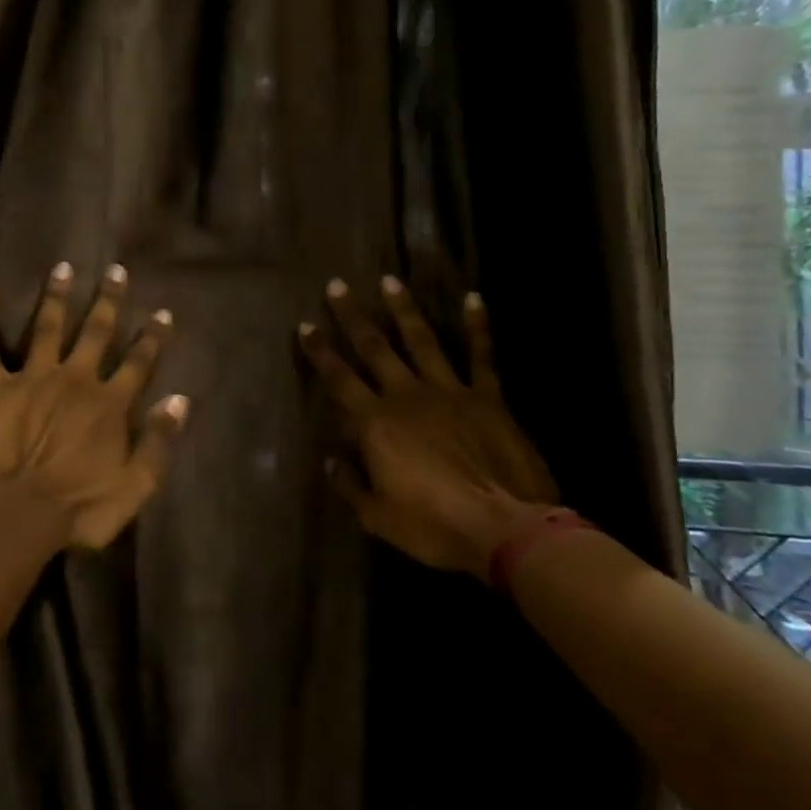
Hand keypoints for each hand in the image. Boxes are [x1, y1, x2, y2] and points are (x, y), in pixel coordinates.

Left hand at [0, 261, 188, 550]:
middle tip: (115, 270)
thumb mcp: (135, 487)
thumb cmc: (79, 509)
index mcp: (109, 404)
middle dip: (108, 300)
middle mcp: (75, 380)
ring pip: (47, 327)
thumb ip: (158, 442)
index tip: (163, 312)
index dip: (153, 337)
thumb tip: (179, 400)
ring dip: (56, 297)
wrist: (17, 516)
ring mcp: (34, 379)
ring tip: (62, 267)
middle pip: (96, 332)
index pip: (138, 362)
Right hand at [299, 278, 557, 579]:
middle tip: (337, 285)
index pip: (339, 379)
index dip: (320, 351)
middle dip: (352, 315)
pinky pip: (482, 356)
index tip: (305, 325)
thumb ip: (350, 485)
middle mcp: (406, 396)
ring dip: (403, 309)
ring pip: (421, 340)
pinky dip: (478, 327)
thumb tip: (332, 460)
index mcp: (375, 423)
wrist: (506, 529)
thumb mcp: (377, 517)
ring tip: (389, 280)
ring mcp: (449, 391)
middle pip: (374, 347)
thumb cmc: (434, 526)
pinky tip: (474, 299)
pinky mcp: (488, 398)